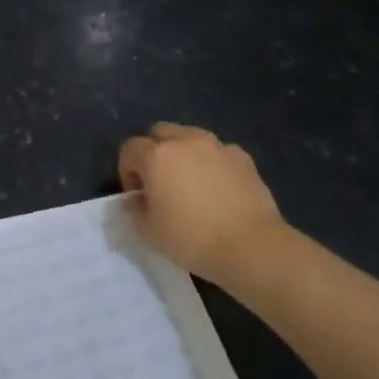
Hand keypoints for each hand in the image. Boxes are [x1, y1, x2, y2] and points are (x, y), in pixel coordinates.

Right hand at [118, 123, 287, 282]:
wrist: (250, 246)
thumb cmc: (191, 239)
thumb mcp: (148, 231)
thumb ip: (135, 209)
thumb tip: (137, 199)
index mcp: (157, 156)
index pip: (130, 148)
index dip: (127, 170)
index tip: (136, 195)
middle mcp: (186, 142)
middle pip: (160, 132)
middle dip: (154, 150)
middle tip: (158, 181)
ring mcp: (217, 147)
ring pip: (191, 136)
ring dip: (183, 152)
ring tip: (189, 181)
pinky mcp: (243, 158)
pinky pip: (219, 151)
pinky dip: (212, 162)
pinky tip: (217, 187)